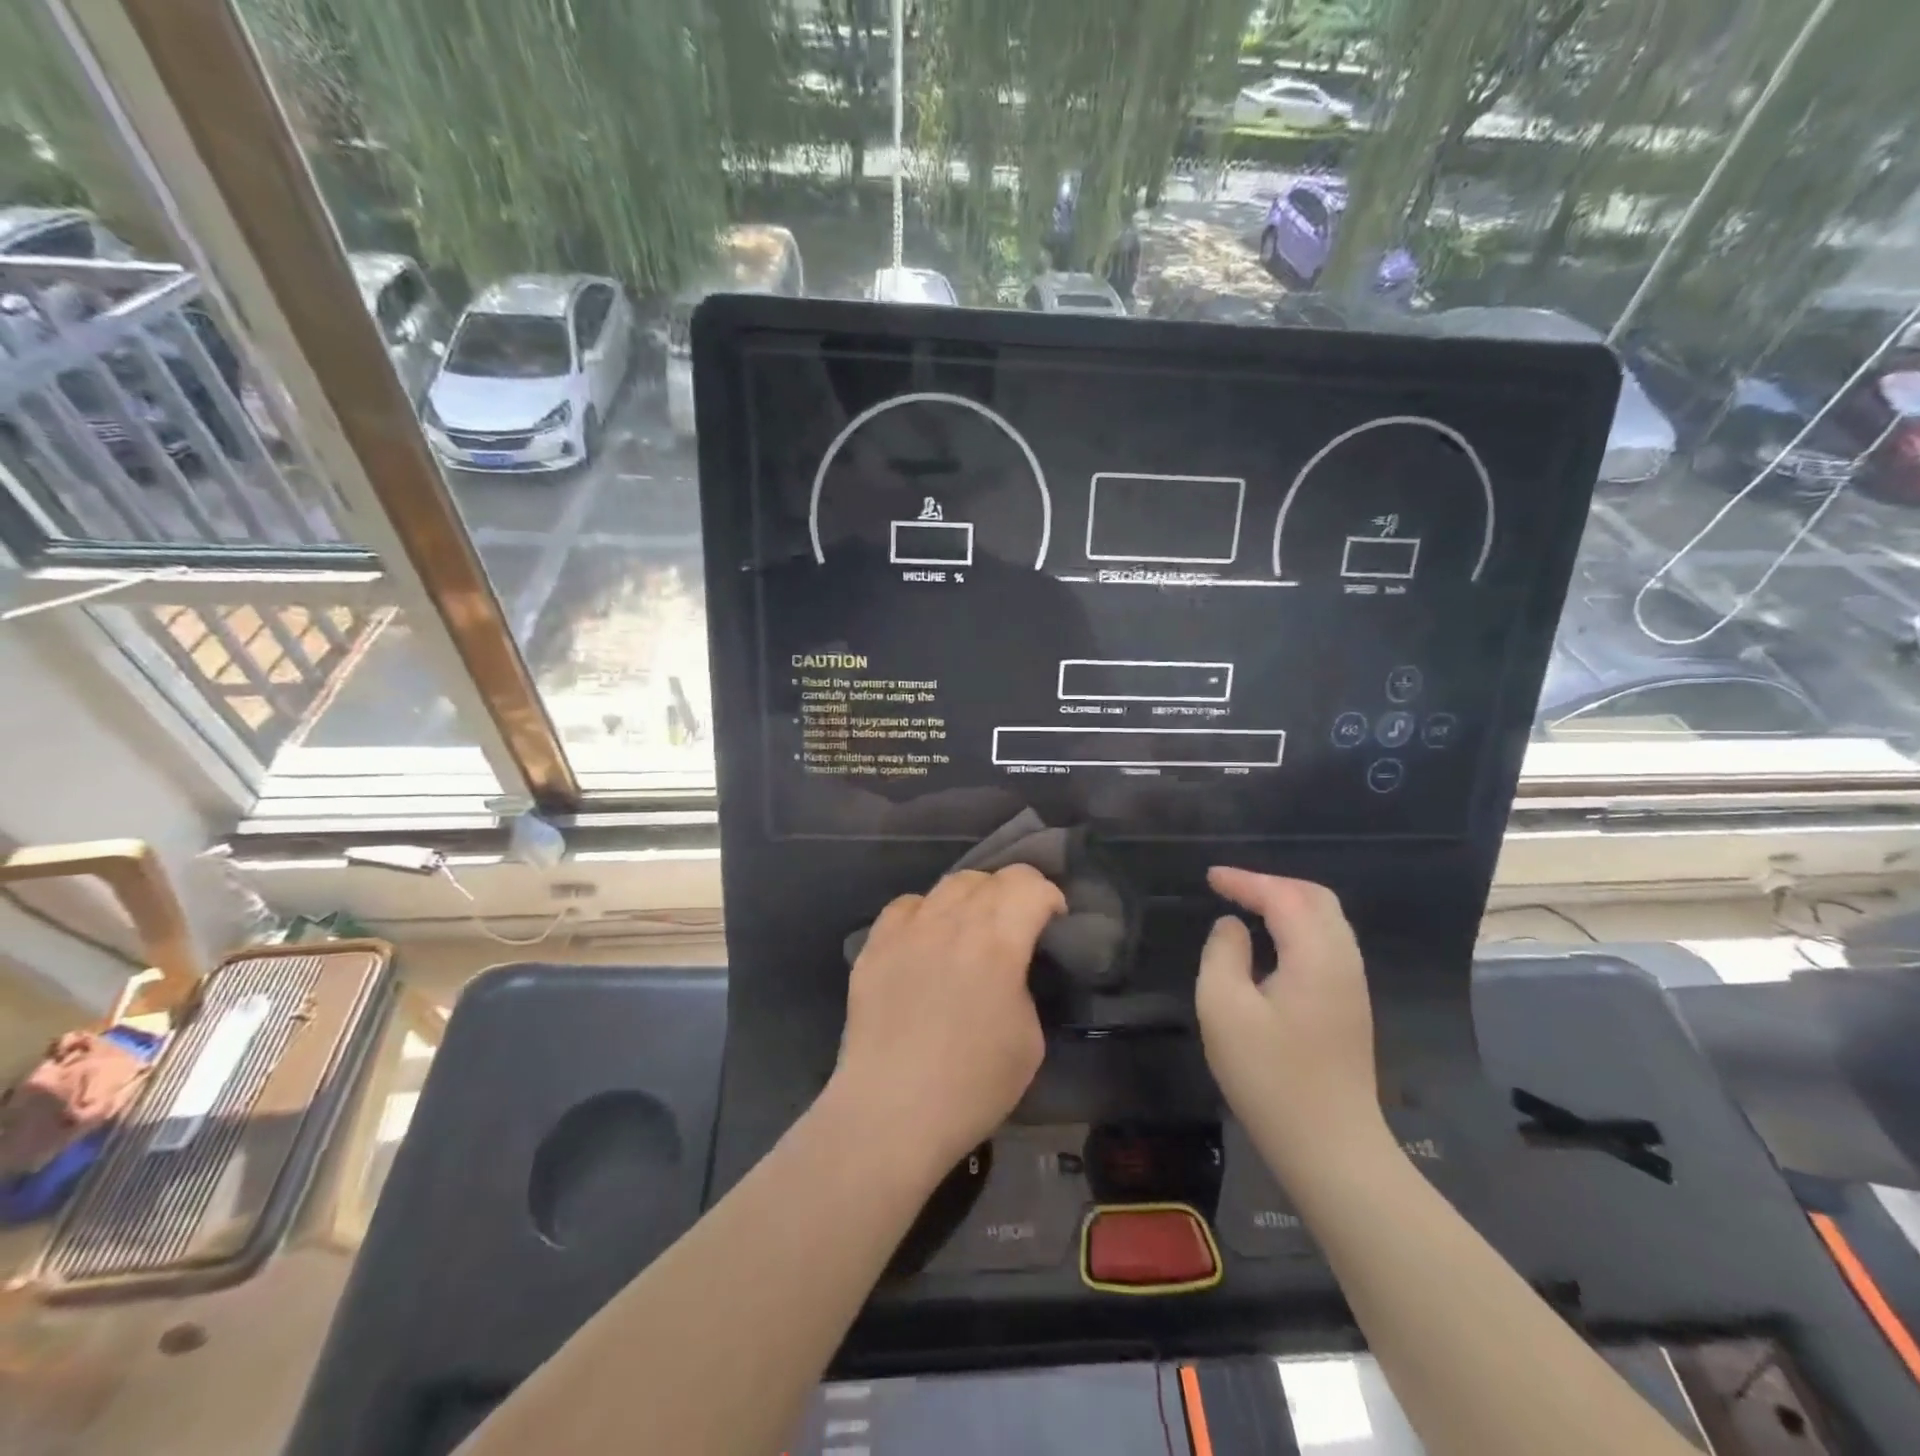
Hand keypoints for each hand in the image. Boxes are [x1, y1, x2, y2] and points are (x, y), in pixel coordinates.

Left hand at [831, 865, 1064, 1172]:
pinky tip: (928, 938)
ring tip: (974, 927)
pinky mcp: (874, 945)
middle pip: (991, 878)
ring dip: (974, 897)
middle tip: (1019, 924)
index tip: (1053, 921)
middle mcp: (951, 922)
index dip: (1050, 896)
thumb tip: (1010, 968)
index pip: (1029, 885)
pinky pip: (906, 906)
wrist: (891, 1112)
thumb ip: (1024, 985)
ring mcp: (907, 930)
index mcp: (997, 942)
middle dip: (1015, 893)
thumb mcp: (1030, 1039)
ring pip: (949, 884)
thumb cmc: (972, 1085)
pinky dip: (927, 912)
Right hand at [1196, 867, 1389, 1179]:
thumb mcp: (1224, 1009)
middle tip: (1230, 889)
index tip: (1210, 877)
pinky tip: (1271, 944)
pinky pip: (1326, 944)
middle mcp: (1343, 961)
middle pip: (1316, 898)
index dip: (1245, 880)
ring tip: (1247, 907)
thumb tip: (1232, 927)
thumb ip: (1223, 954)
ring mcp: (1352, 986)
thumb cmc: (1271, 1077)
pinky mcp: (1349, 1007)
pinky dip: (1297, 927)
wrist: (1332, 1150)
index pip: (1283, 896)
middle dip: (1272, 884)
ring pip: (1326, 921)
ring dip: (1287, 904)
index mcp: (1316, 956)